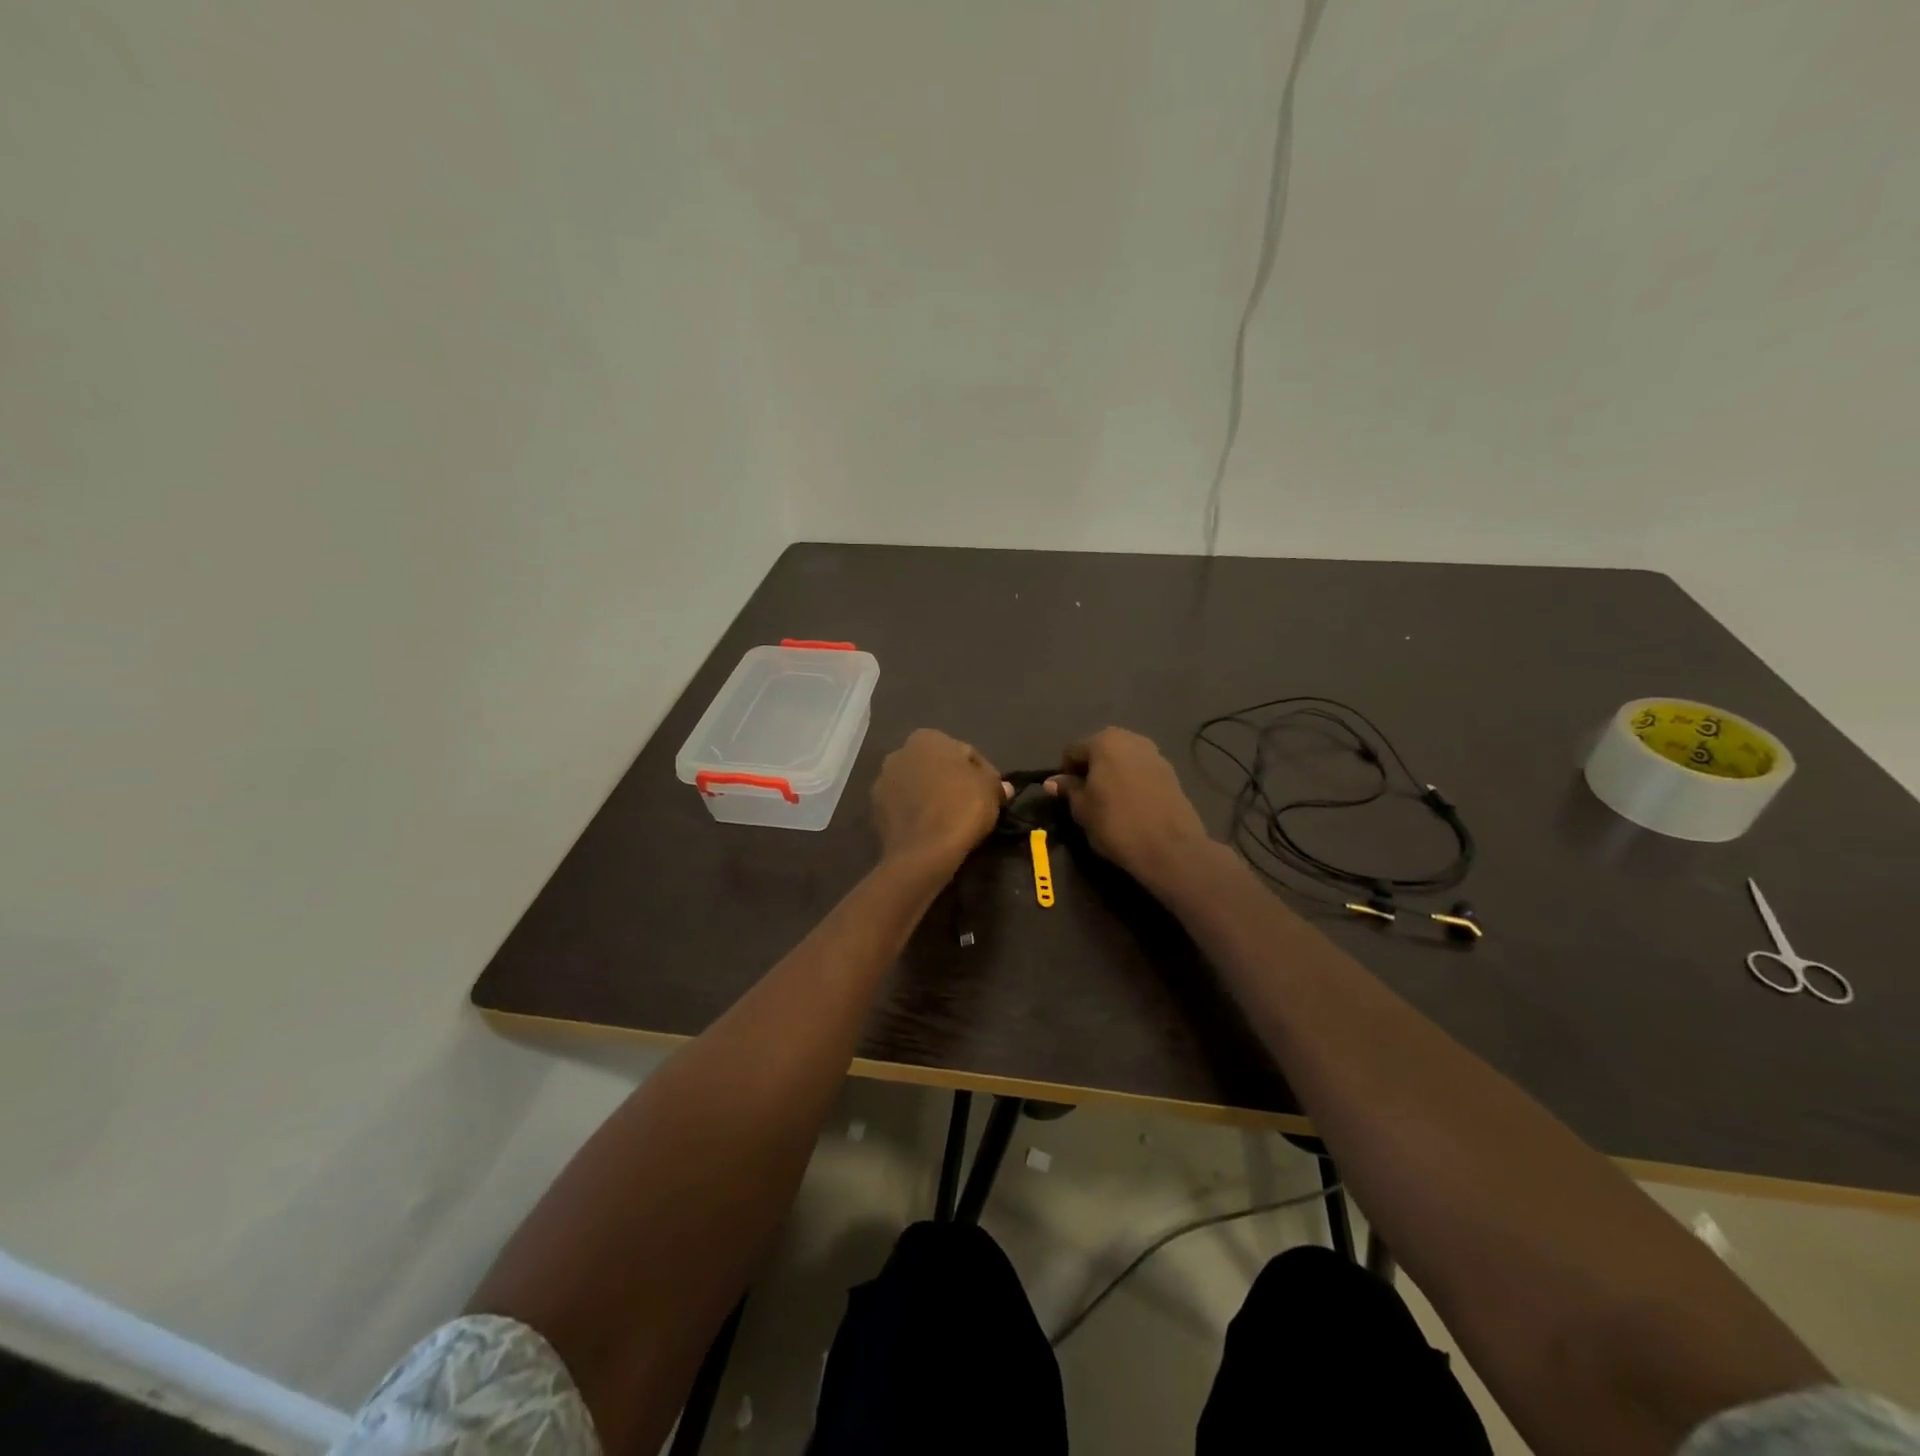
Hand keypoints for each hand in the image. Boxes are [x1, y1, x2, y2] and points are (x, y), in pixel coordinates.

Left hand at [872, 729, 1009, 869]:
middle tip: (973, 803)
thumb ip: (995, 782)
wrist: (923, 852)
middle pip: (936, 766)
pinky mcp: (875, 810)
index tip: (991, 792)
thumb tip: (1002, 787)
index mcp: (927, 738)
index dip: (982, 772)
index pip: (964, 752)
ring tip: (952, 818)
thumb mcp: (991, 790)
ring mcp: (882, 782)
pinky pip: (905, 807)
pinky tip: (933, 828)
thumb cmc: (961, 809)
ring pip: (918, 786)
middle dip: (952, 780)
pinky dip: (918, 813)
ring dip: (933, 796)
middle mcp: (899, 753)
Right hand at [1046, 728, 1210, 884]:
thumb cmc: (1116, 824)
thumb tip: (1053, 782)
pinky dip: (1132, 782)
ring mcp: (1155, 754)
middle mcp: (1131, 739)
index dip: (1064, 772)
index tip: (1066, 795)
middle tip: (1087, 797)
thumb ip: (1068, 790)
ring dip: (1112, 774)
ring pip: (1123, 759)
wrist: (1170, 848)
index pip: (1072, 750)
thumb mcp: (1082, 809)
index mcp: (1104, 741)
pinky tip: (1132, 805)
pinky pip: (1141, 771)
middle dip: (1090, 769)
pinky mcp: (1172, 772)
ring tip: (1110, 802)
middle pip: (1100, 749)